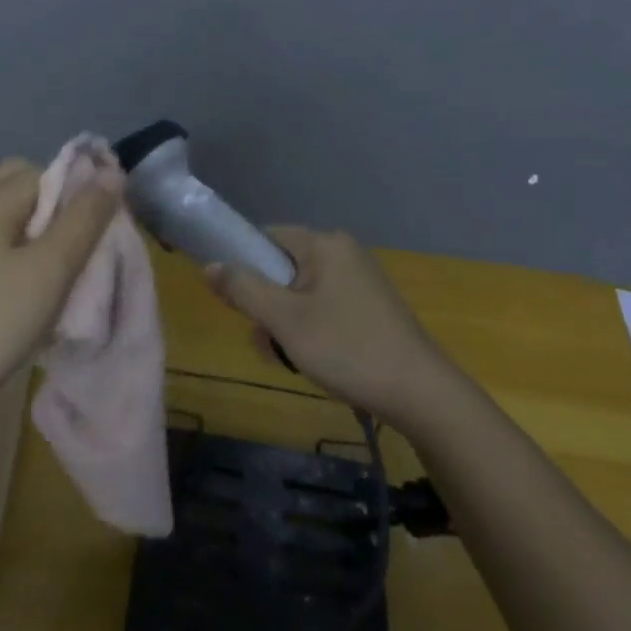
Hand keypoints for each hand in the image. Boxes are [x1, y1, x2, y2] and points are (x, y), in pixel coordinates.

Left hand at [0, 158, 121, 429]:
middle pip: (23, 185)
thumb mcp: (51, 270)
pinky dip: (17, 251)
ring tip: (59, 272)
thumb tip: (111, 172)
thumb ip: (84, 218)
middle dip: (56, 206)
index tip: (98, 230)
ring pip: (9, 214)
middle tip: (77, 247)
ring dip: (38, 232)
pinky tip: (27, 290)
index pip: (47, 170)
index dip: (79, 193)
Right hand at [206, 227, 451, 426]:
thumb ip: (243, 289)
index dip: (243, 266)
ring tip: (290, 359)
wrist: (421, 393)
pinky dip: (310, 328)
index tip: (237, 305)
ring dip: (286, 322)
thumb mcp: (284, 321)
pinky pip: (324, 305)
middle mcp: (343, 251)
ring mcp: (360, 278)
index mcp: (323, 244)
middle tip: (268, 343)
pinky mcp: (371, 304)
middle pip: (282, 267)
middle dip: (266, 305)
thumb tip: (209, 265)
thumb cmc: (347, 349)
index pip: (265, 237)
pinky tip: (314, 360)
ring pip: (301, 291)